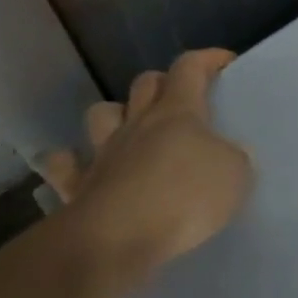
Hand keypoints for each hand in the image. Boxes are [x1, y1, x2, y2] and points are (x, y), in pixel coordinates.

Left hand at [44, 49, 253, 278]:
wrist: (120, 237)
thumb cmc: (184, 198)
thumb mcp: (234, 175)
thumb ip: (234, 159)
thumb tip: (231, 153)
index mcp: (178, 113)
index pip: (190, 68)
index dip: (207, 60)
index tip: (225, 63)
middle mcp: (138, 123)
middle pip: (145, 84)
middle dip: (162, 83)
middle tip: (178, 98)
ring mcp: (104, 152)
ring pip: (102, 113)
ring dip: (115, 114)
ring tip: (128, 128)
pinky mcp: (78, 184)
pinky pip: (63, 164)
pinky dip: (69, 161)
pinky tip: (80, 168)